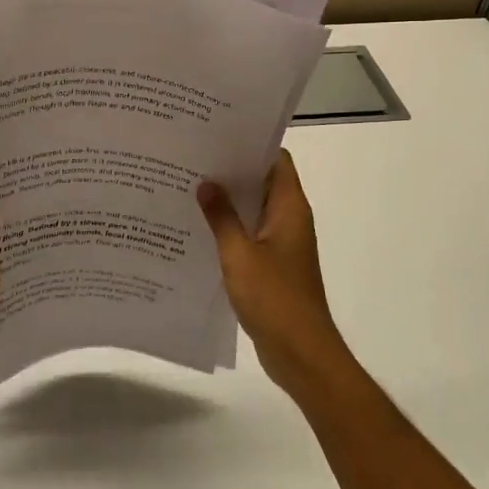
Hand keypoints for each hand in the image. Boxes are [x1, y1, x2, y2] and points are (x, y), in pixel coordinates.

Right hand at [198, 151, 350, 395]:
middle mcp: (289, 219)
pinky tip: (197, 228)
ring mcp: (281, 243)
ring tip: (188, 187)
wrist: (300, 353)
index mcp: (290, 208)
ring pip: (253, 209)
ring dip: (227, 201)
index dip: (251, 145)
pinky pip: (249, 235)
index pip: (276, 160)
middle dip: (231, 170)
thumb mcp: (239, 254)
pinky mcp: (272, 265)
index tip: (217, 135)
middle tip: (192, 158)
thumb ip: (222, 217)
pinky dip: (228, 228)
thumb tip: (207, 183)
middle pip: (262, 182)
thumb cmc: (274, 298)